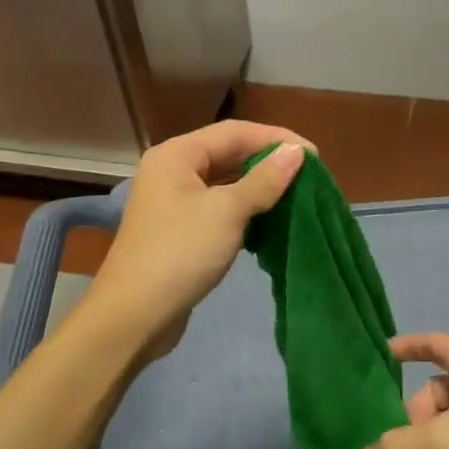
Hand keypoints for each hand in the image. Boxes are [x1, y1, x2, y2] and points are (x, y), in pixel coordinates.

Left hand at [86, 120, 309, 363]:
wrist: (134, 316)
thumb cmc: (180, 253)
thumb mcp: (227, 212)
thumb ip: (264, 180)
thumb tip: (296, 151)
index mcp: (177, 155)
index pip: (235, 132)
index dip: (277, 139)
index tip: (314, 156)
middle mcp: (173, 171)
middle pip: (229, 154)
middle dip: (269, 162)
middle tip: (309, 176)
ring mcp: (175, 202)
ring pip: (226, 183)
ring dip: (260, 187)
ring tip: (297, 195)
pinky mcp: (182, 230)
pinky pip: (220, 208)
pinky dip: (246, 210)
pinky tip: (271, 220)